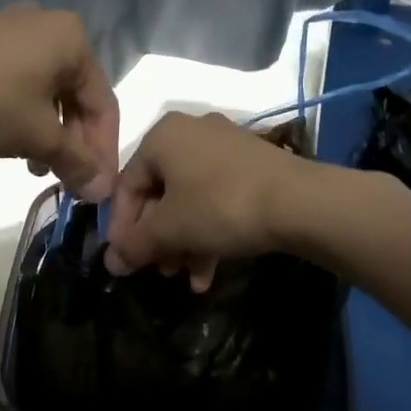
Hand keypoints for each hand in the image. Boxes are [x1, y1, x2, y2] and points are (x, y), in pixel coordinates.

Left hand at [0, 5, 119, 199]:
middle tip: (67, 180)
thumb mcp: (37, 137)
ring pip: (48, 92)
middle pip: (76, 96)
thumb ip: (77, 162)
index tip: (97, 189)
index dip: (104, 152)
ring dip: (50, 135)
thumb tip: (104, 191)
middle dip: (74, 144)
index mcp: (73, 40)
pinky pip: (22, 83)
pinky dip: (26, 115)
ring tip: (36, 168)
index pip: (104, 104)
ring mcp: (14, 29)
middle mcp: (49, 25)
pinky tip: (13, 142)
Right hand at [103, 112, 318, 291]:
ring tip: (185, 277)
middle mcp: (191, 133)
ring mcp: (225, 149)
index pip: (127, 186)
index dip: (122, 228)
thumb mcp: (170, 229)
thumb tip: (110, 262)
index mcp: (162, 136)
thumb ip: (135, 245)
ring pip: (190, 201)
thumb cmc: (220, 206)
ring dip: (183, 243)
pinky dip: (209, 233)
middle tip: (159, 271)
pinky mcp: (252, 167)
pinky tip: (209, 272)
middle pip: (160, 195)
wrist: (300, 202)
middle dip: (158, 240)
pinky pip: (217, 199)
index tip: (124, 261)